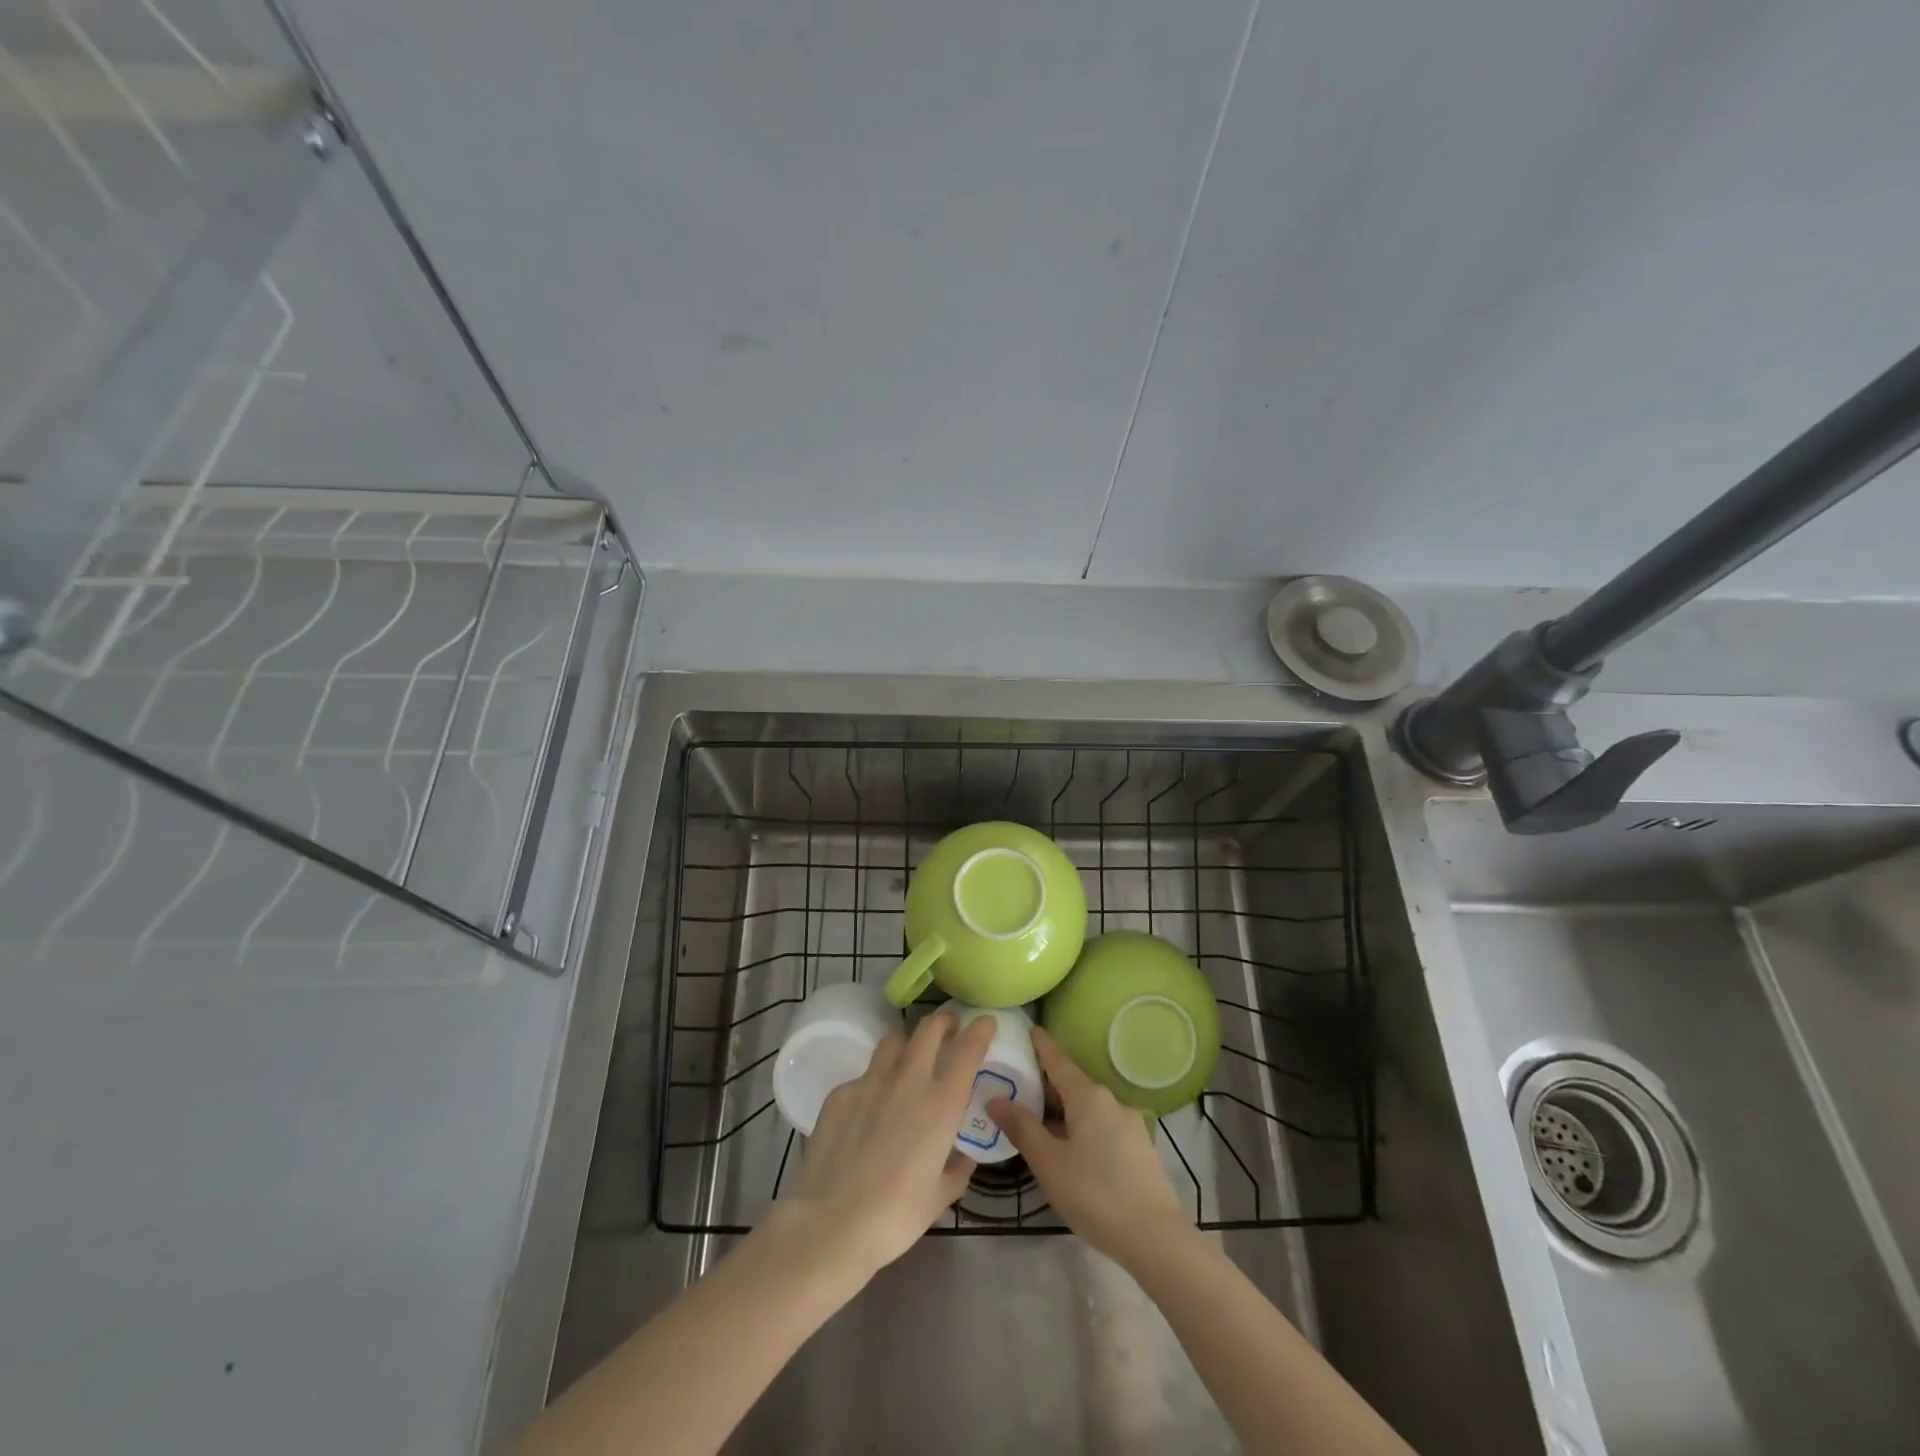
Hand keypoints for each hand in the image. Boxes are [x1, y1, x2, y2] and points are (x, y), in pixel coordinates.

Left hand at [772, 1010, 995, 1284]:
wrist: (830, 1223)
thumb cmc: (895, 1216)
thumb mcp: (939, 1198)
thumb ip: (957, 1170)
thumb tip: (964, 1156)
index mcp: (941, 1104)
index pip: (968, 1049)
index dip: (980, 1030)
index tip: (985, 1022)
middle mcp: (909, 1080)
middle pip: (929, 1029)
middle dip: (943, 1021)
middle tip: (949, 1028)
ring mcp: (871, 1081)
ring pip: (893, 1041)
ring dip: (907, 1043)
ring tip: (909, 1058)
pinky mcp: (840, 1092)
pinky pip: (864, 1075)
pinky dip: (874, 1081)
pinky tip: (869, 1107)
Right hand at [988, 1026, 1187, 1267]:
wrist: (1156, 1238)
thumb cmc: (1095, 1194)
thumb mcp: (1049, 1163)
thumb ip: (1022, 1128)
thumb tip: (996, 1098)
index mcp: (1088, 1096)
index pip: (1058, 1060)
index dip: (1041, 1045)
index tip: (1028, 1028)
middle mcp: (1110, 1101)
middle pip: (1072, 1084)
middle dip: (1046, 1085)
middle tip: (1017, 1087)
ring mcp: (1129, 1124)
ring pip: (1087, 1108)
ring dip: (1063, 1111)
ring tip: (1038, 1123)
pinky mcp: (1139, 1148)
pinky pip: (1102, 1126)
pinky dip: (1081, 1128)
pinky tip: (1070, 1150)